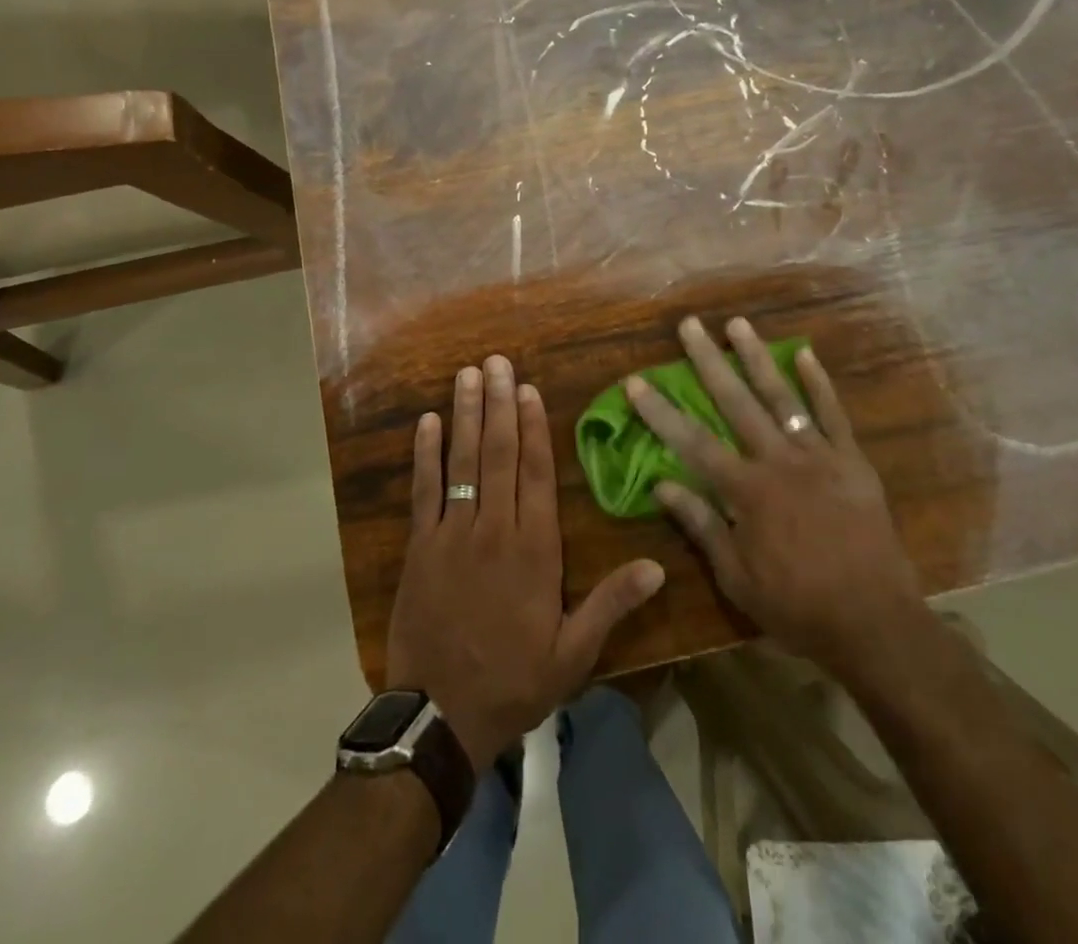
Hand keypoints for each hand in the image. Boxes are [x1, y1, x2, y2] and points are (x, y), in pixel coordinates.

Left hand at [387, 355, 665, 769]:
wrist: (440, 717)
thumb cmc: (513, 681)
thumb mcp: (574, 654)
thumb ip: (611, 604)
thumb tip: (657, 567)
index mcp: (534, 550)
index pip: (536, 474)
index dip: (533, 427)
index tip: (528, 388)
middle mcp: (494, 530)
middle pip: (498, 454)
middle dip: (498, 404)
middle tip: (496, 362)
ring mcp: (452, 534)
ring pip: (461, 462)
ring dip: (464, 415)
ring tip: (467, 375)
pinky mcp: (420, 546)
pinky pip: (423, 491)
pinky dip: (424, 454)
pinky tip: (426, 421)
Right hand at [627, 316, 922, 679]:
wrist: (876, 624)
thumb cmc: (797, 607)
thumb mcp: (737, 578)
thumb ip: (702, 525)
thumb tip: (662, 486)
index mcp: (747, 491)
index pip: (691, 442)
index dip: (660, 411)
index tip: (635, 380)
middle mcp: (778, 461)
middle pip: (735, 402)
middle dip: (708, 361)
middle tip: (690, 325)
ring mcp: (819, 456)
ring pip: (782, 397)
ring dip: (757, 358)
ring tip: (737, 324)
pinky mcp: (852, 461)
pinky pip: (833, 414)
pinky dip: (819, 383)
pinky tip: (805, 353)